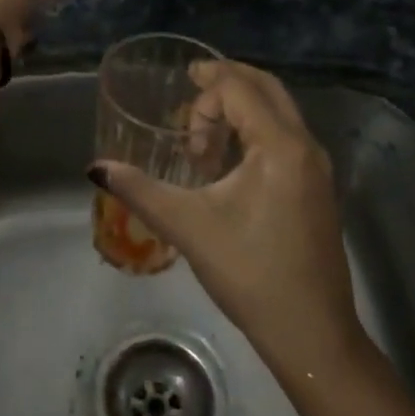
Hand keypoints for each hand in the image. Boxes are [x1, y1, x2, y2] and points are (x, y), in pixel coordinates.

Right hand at [90, 61, 364, 376]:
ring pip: (280, 111)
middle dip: (227, 83)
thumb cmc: (249, 272)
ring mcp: (318, 168)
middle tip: (191, 89)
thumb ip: (140, 190)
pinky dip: (257, 129)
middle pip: (267, 88)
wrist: (311, 331)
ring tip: (204, 137)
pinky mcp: (319, 189)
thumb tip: (96, 168)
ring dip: (242, 108)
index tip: (180, 115)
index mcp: (280, 146)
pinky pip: (286, 136)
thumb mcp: (188, 226)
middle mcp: (306, 146)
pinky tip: (230, 163)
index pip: (240, 89)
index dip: (205, 90)